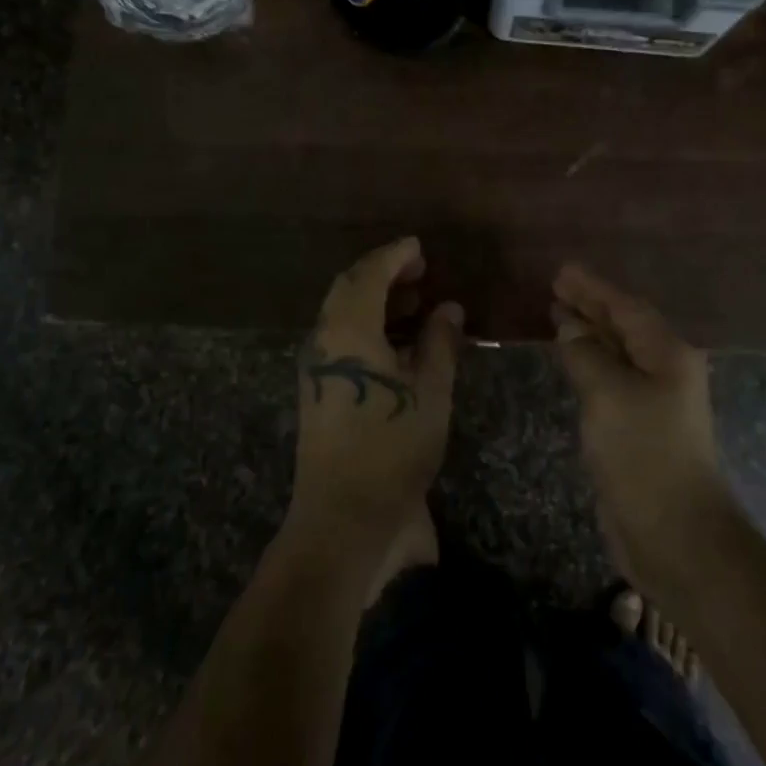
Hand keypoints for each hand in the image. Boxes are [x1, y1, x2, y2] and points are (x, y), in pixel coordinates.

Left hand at [290, 238, 461, 552]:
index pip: (369, 275)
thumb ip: (440, 343)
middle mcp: (325, 340)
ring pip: (344, 315)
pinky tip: (401, 342)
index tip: (420, 247)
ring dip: (377, 301)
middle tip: (420, 271)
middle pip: (349, 290)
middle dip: (384, 274)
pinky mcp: (318, 390)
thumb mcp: (430, 393)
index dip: (395, 256)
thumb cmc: (392, 448)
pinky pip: (343, 340)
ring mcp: (317, 367)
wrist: (343, 518)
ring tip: (417, 302)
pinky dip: (370, 328)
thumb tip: (448, 308)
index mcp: (349, 331)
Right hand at [552, 263, 730, 586]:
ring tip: (557, 313)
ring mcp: (653, 400)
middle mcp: (665, 370)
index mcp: (667, 354)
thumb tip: (570, 326)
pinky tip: (572, 359)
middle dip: (591, 305)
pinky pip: (611, 379)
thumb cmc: (644, 454)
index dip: (593, 288)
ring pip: (617, 353)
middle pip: (624, 326)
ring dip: (589, 332)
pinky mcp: (639, 426)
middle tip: (556, 285)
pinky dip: (590, 363)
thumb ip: (586, 354)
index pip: (626, 308)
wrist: (675, 533)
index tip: (562, 270)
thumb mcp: (608, 395)